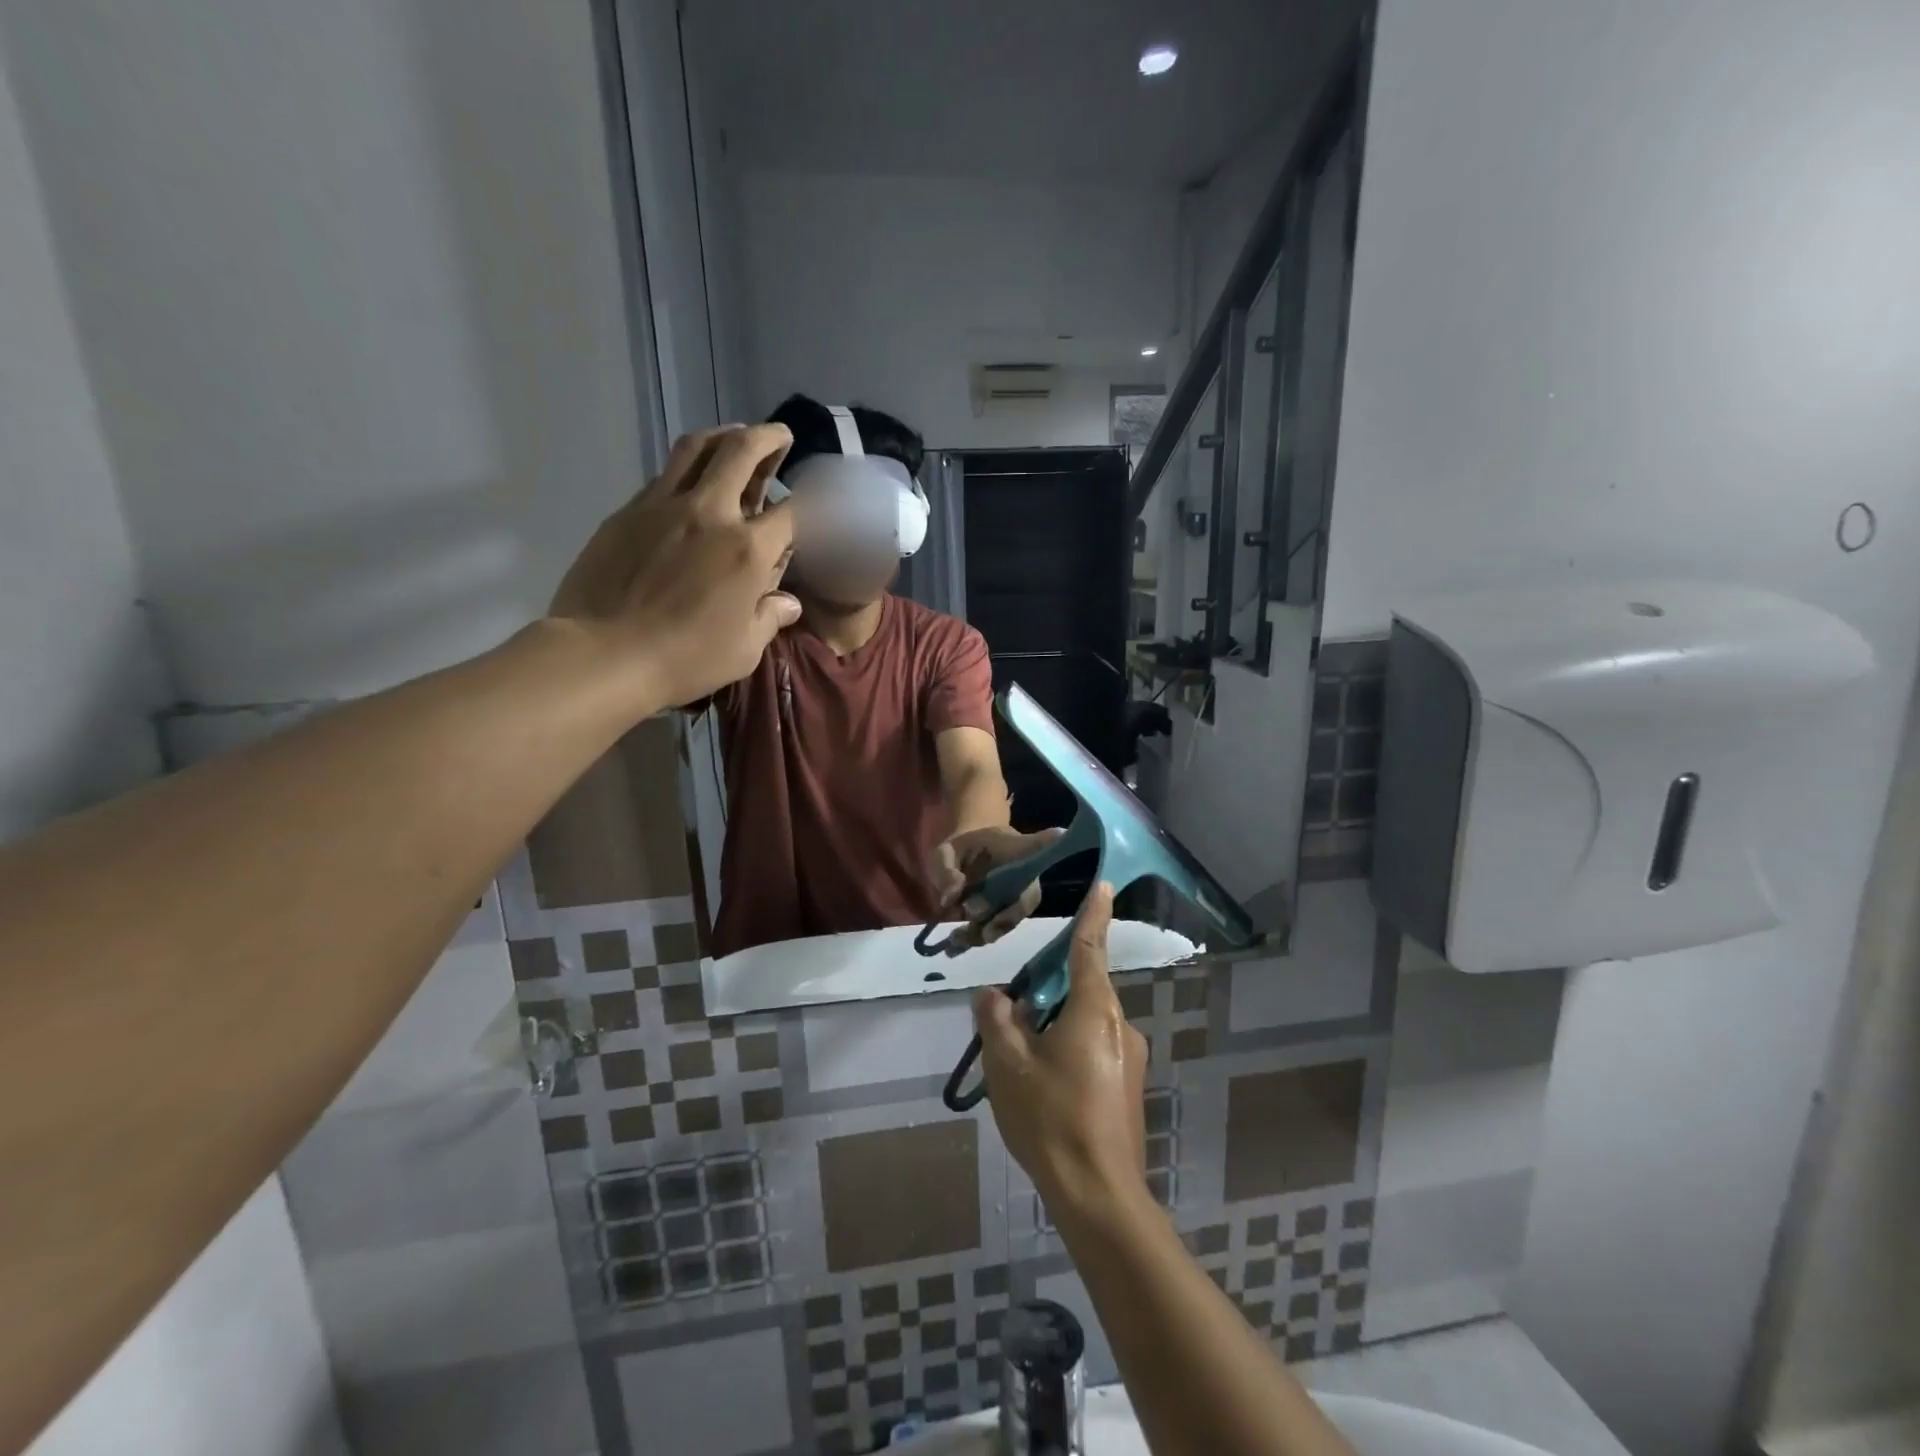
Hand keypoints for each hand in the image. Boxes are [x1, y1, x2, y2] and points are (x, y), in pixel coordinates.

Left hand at [549, 426, 801, 708]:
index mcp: (748, 549)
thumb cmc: (685, 659)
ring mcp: (663, 506)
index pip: (794, 511)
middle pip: (741, 451)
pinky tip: (691, 483)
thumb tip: (787, 603)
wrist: (603, 654)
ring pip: (695, 448)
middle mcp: (709, 513)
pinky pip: (663, 476)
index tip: (820, 498)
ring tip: (736, 437)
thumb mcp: (744, 650)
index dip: (813, 502)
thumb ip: (769, 618)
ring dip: (723, 435)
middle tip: (780, 436)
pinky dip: (686, 469)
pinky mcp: (627, 512)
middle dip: (768, 437)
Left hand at [929, 825, 1063, 953]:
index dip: (1050, 844)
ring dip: (983, 932)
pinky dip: (975, 940)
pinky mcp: (1006, 916)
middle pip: (1024, 898)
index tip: (1061, 834)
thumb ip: (946, 870)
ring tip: (955, 940)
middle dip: (999, 913)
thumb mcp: (945, 852)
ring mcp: (1018, 898)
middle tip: (969, 912)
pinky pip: (996, 931)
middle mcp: (1026, 875)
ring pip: (1010, 920)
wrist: (967, 859)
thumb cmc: (962, 850)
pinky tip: (953, 949)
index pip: (1037, 845)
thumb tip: (951, 898)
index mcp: (1014, 847)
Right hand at [974, 884, 1149, 1214]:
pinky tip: (1043, 1087)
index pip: (1091, 948)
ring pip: (1086, 1023)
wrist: (1100, 1196)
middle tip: (1013, 1014)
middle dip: (1049, 991)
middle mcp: (1121, 1027)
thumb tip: (992, 996)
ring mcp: (1130, 1060)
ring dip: (1055, 1025)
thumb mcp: (1006, 1065)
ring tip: (1020, 1060)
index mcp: (1095, 1011)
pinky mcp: (1128, 1088)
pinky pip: (1094, 1049)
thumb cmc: (1051, 1119)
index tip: (1104, 883)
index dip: (1094, 914)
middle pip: (1082, 989)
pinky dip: (1067, 1050)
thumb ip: (996, 1021)